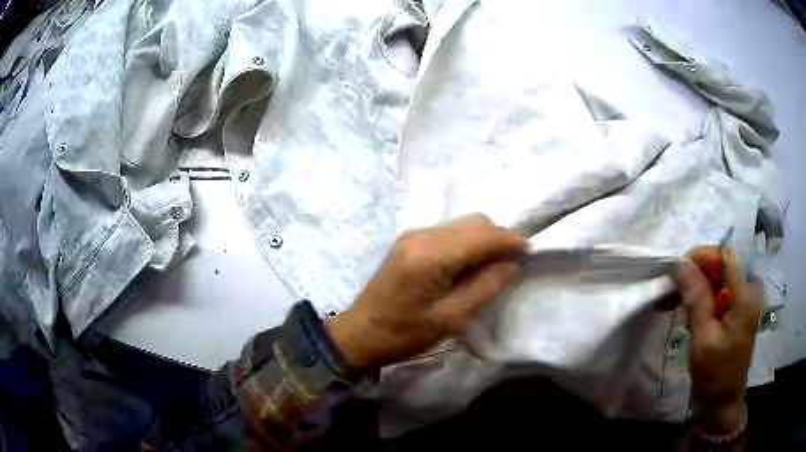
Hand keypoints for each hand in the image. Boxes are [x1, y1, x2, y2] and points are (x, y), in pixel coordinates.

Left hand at [326, 214, 527, 372]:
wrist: (359, 333)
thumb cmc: (403, 334)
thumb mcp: (449, 319)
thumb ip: (484, 288)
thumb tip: (511, 265)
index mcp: (429, 256)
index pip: (481, 236)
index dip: (510, 241)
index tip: (530, 252)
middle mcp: (421, 236)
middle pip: (474, 222)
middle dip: (499, 238)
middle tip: (513, 263)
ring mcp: (413, 235)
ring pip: (462, 224)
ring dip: (484, 239)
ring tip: (495, 266)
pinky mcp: (409, 240)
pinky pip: (449, 232)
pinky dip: (467, 242)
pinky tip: (471, 264)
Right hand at [675, 247, 761, 433]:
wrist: (721, 403)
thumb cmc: (715, 374)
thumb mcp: (704, 338)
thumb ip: (696, 298)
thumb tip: (680, 263)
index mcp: (745, 294)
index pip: (723, 257)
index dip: (699, 257)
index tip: (674, 272)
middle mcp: (747, 290)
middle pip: (719, 267)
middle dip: (693, 276)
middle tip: (669, 292)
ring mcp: (741, 302)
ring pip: (715, 280)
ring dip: (693, 289)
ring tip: (672, 305)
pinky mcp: (734, 312)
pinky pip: (716, 294)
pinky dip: (699, 300)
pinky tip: (687, 315)